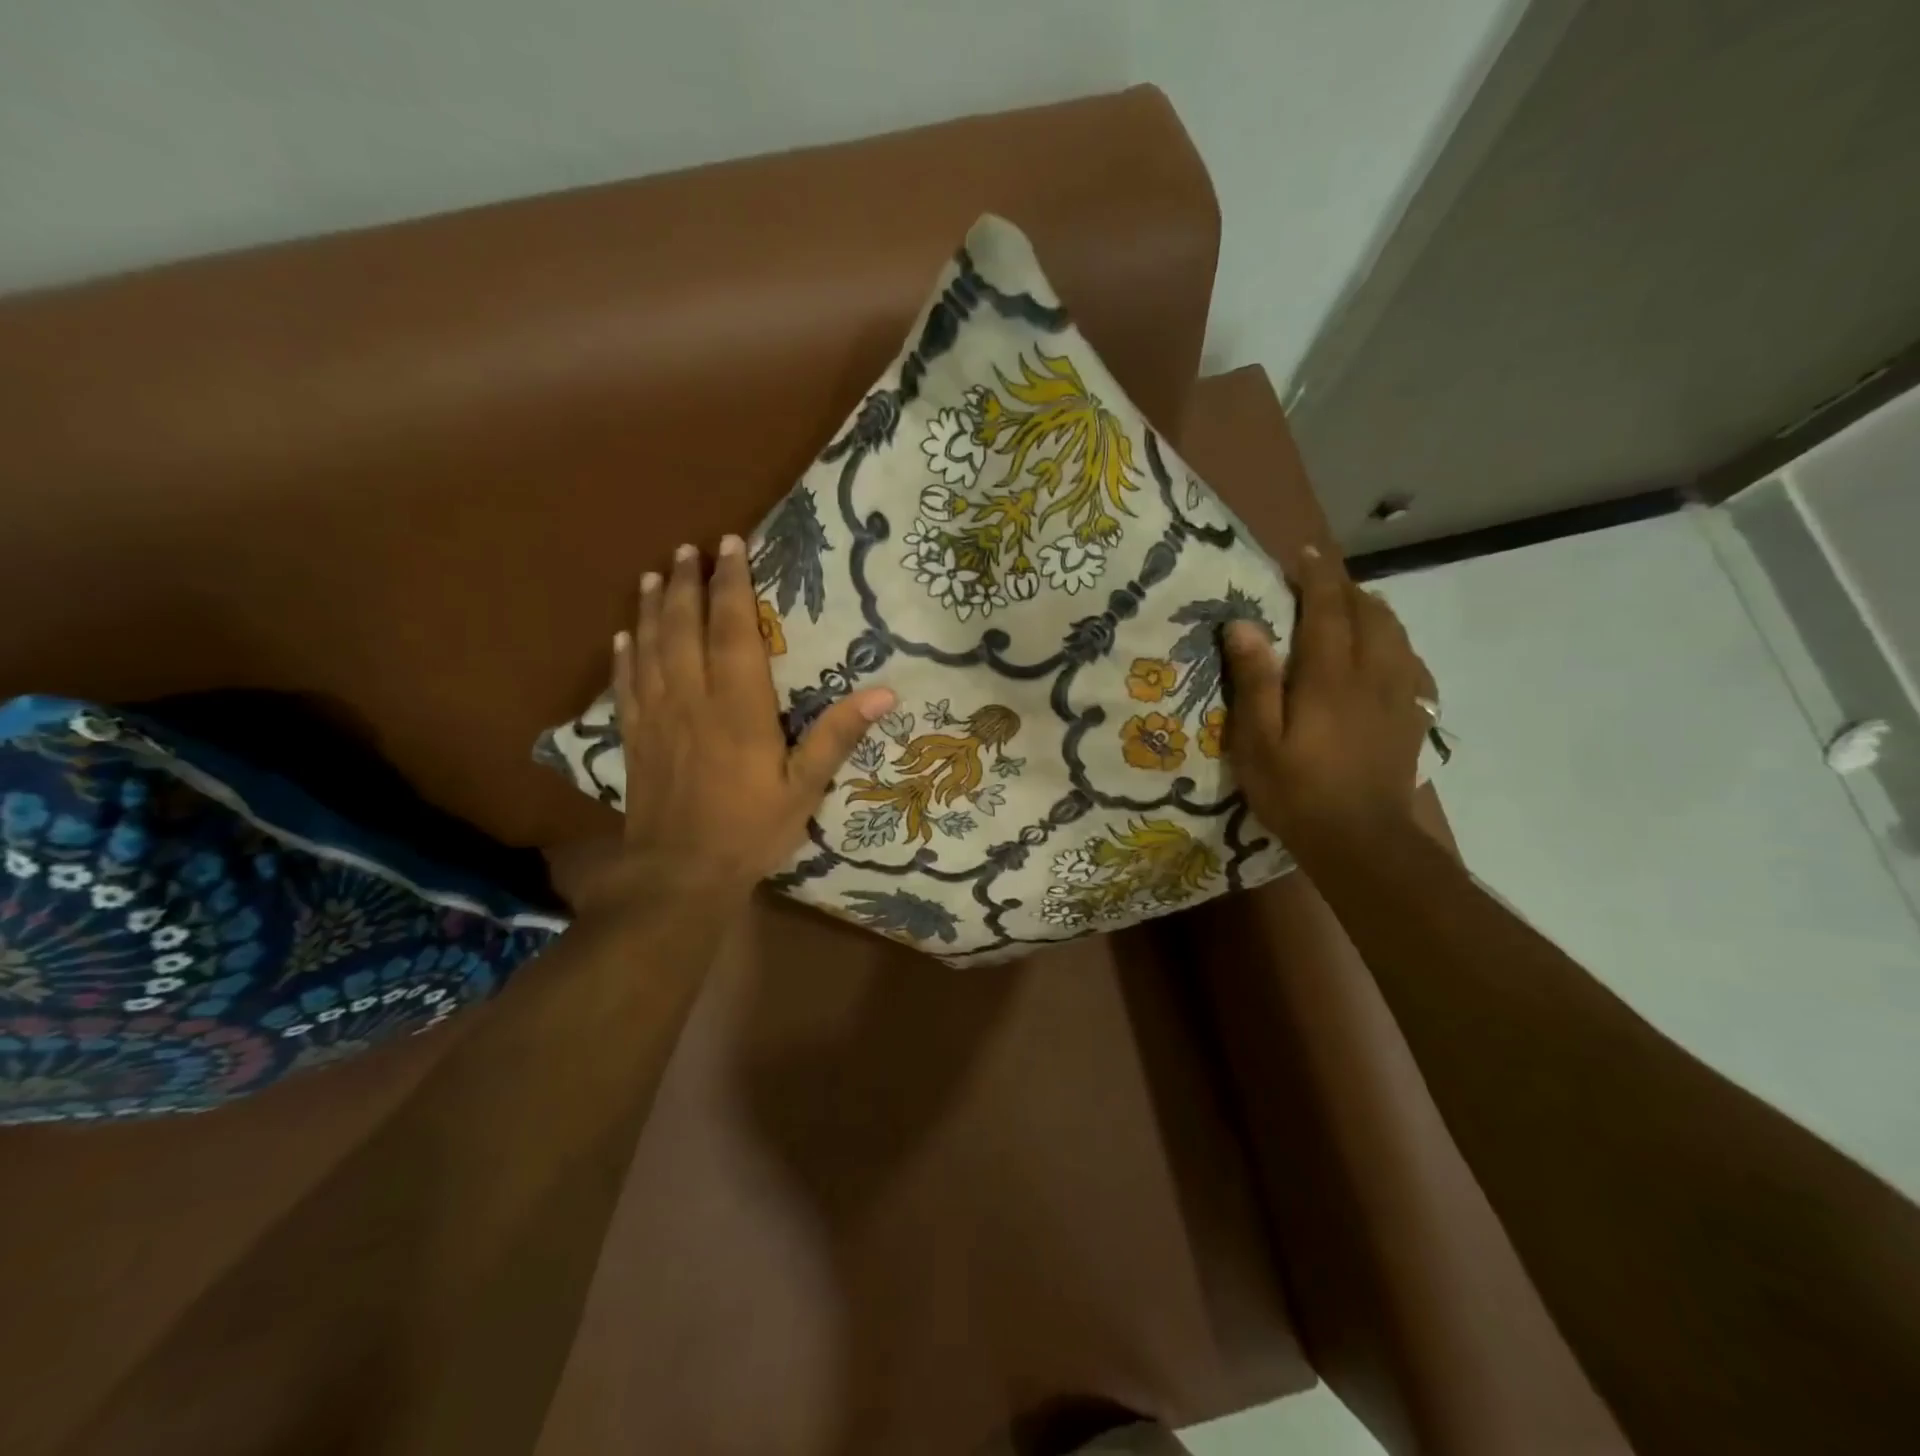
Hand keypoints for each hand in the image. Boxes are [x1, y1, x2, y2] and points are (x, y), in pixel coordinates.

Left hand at [573, 535, 894, 915]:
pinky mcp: (635, 738)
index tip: (729, 545)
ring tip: (652, 575)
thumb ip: (838, 736)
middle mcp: (692, 697)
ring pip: (648, 646)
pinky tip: (622, 636)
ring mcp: (657, 716)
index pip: (733, 629)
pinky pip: (626, 684)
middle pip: (684, 626)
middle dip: (686, 583)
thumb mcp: (805, 787)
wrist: (679, 874)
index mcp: (738, 705)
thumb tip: (884, 692)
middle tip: (689, 549)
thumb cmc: (750, 830)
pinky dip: (624, 654)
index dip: (732, 584)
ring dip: (650, 607)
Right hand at [1223, 547, 1436, 860]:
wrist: (1362, 841)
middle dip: (1345, 587)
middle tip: (1319, 580)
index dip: (1317, 575)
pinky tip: (1386, 652)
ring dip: (1373, 610)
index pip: (1328, 608)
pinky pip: (1413, 663)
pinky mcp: (1414, 718)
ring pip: (1396, 633)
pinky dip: (1396, 643)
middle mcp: (1372, 674)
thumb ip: (1254, 681)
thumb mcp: (1258, 742)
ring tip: (1351, 606)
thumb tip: (1243, 625)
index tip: (1304, 551)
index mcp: (1330, 676)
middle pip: (1368, 613)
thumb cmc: (1296, 792)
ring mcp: (1400, 696)